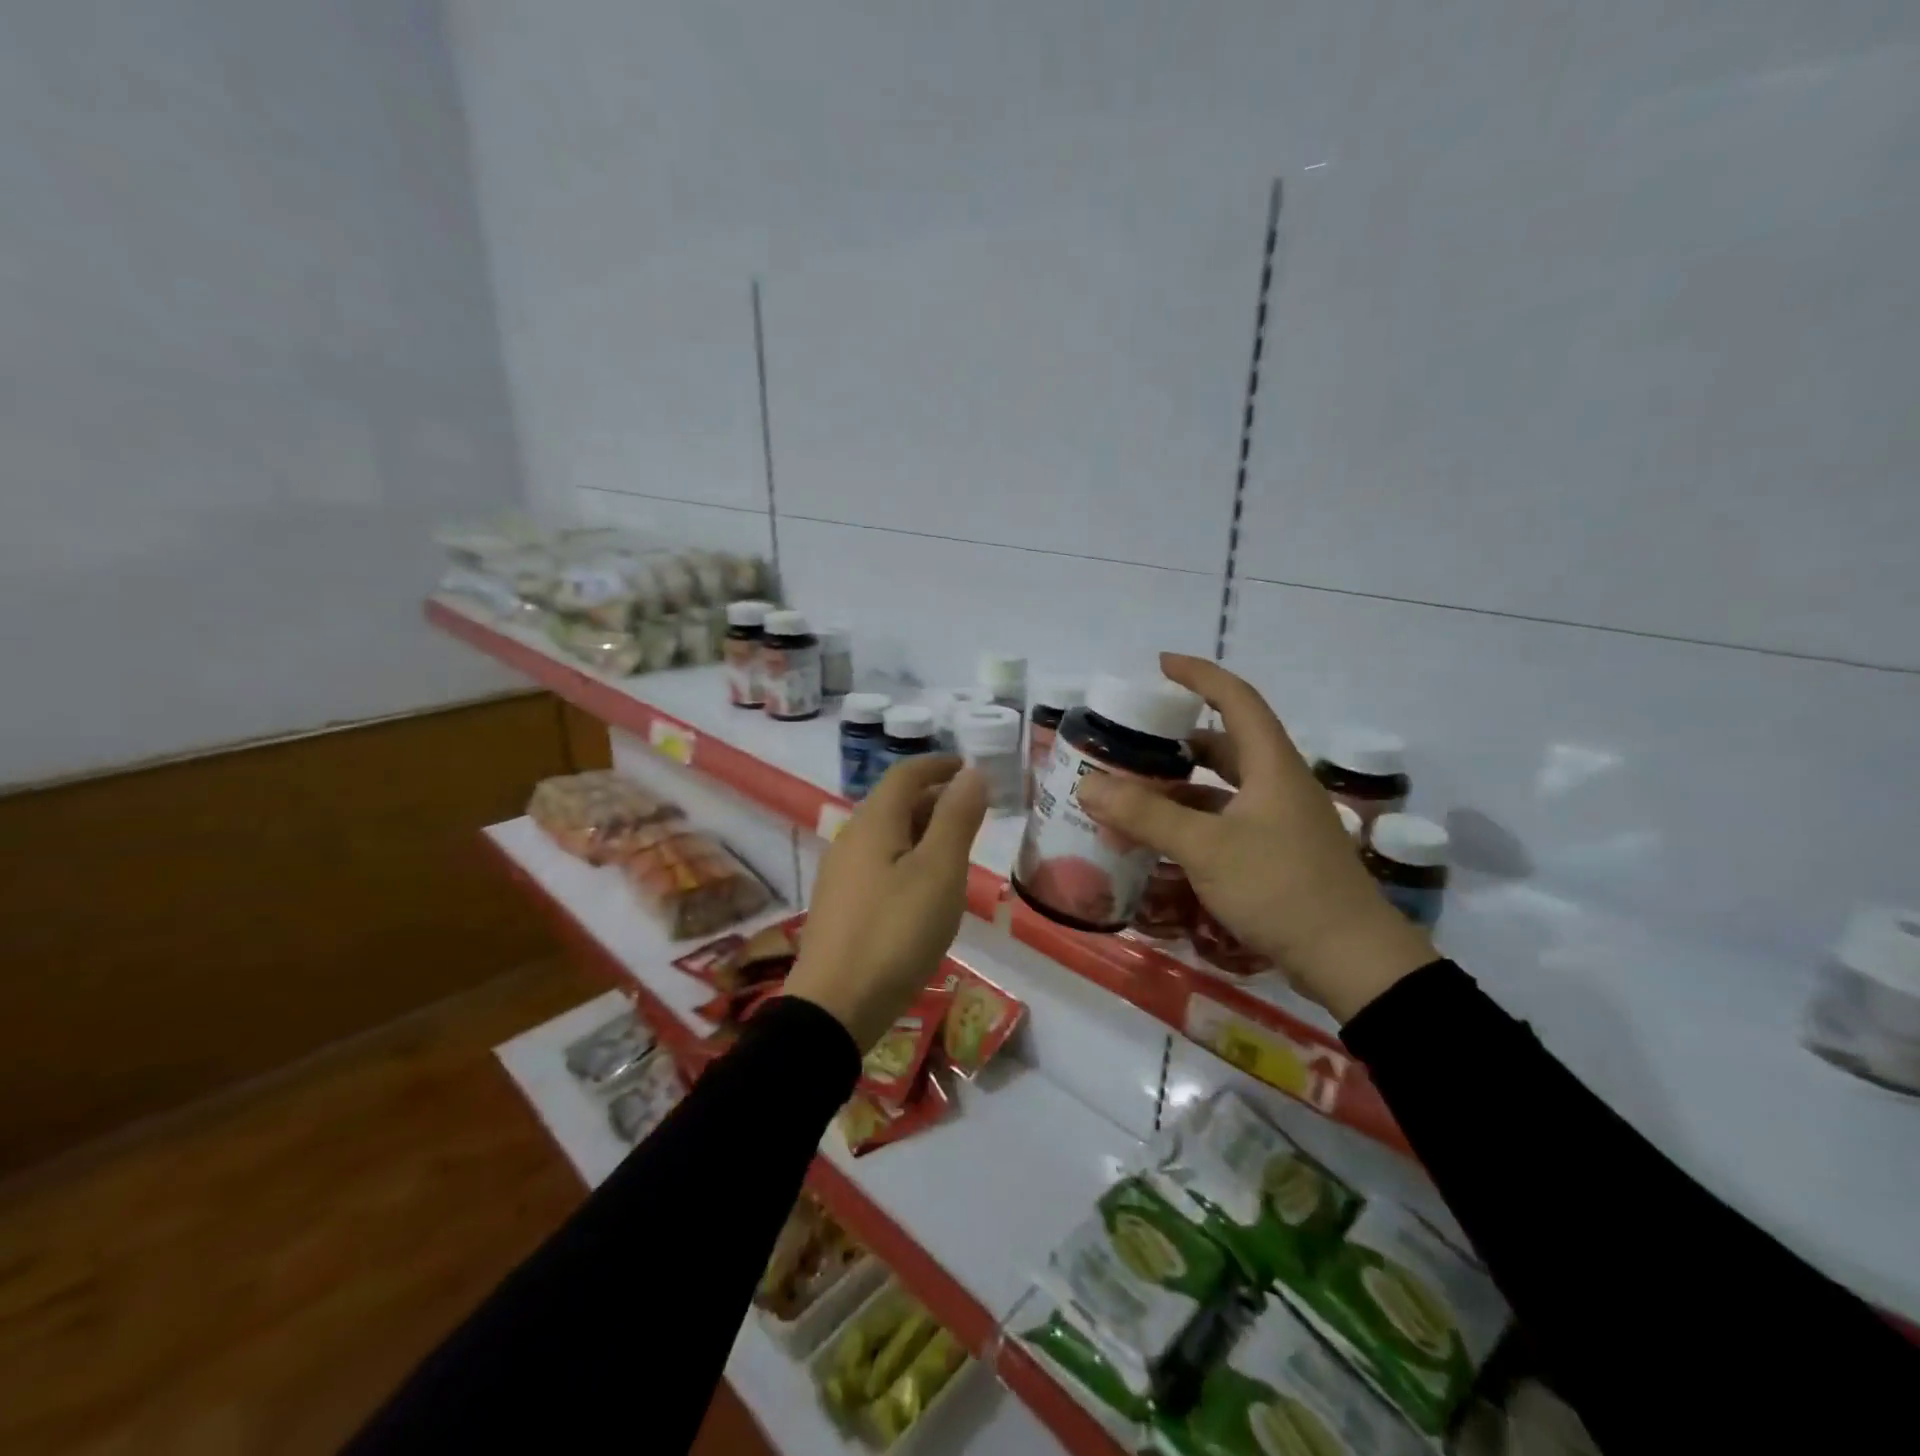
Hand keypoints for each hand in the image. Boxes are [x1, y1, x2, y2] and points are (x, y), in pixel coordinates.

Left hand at [784, 756, 988, 1050]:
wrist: (836, 1006)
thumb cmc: (896, 932)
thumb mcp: (939, 871)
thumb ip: (956, 818)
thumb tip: (971, 773)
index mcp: (874, 822)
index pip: (906, 774)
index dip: (938, 764)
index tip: (969, 767)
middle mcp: (851, 838)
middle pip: (894, 802)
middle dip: (934, 798)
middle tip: (973, 812)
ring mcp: (841, 873)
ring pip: (887, 835)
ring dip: (922, 830)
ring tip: (956, 849)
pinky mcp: (840, 905)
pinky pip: (879, 863)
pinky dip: (907, 858)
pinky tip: (924, 888)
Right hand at [1076, 654, 1435, 1021]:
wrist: (1349, 960)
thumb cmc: (1280, 887)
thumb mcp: (1206, 847)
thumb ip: (1146, 815)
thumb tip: (1088, 785)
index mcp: (1271, 765)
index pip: (1236, 699)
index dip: (1199, 675)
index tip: (1160, 665)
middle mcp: (1277, 784)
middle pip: (1226, 743)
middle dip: (1179, 738)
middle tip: (1134, 742)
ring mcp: (1279, 821)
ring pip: (1222, 787)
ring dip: (1181, 786)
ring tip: (1134, 792)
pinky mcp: (1275, 854)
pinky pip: (1224, 821)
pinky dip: (1192, 821)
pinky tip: (1162, 839)